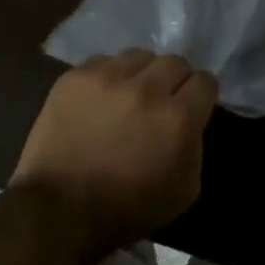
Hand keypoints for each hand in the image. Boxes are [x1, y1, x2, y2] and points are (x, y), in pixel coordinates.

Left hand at [11, 50, 216, 253]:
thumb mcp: (184, 190)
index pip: (205, 81)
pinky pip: (103, 62)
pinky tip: (101, 98)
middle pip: (174, 61)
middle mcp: (146, 88)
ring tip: (130, 93)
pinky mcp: (76, 77)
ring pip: (138, 56)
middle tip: (163, 99)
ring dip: (141, 73)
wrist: (60, 207)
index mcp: (177, 117)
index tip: (194, 102)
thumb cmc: (127, 208)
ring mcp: (107, 77)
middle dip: (175, 79)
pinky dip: (108, 76)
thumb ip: (194, 146)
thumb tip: (189, 122)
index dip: (202, 93)